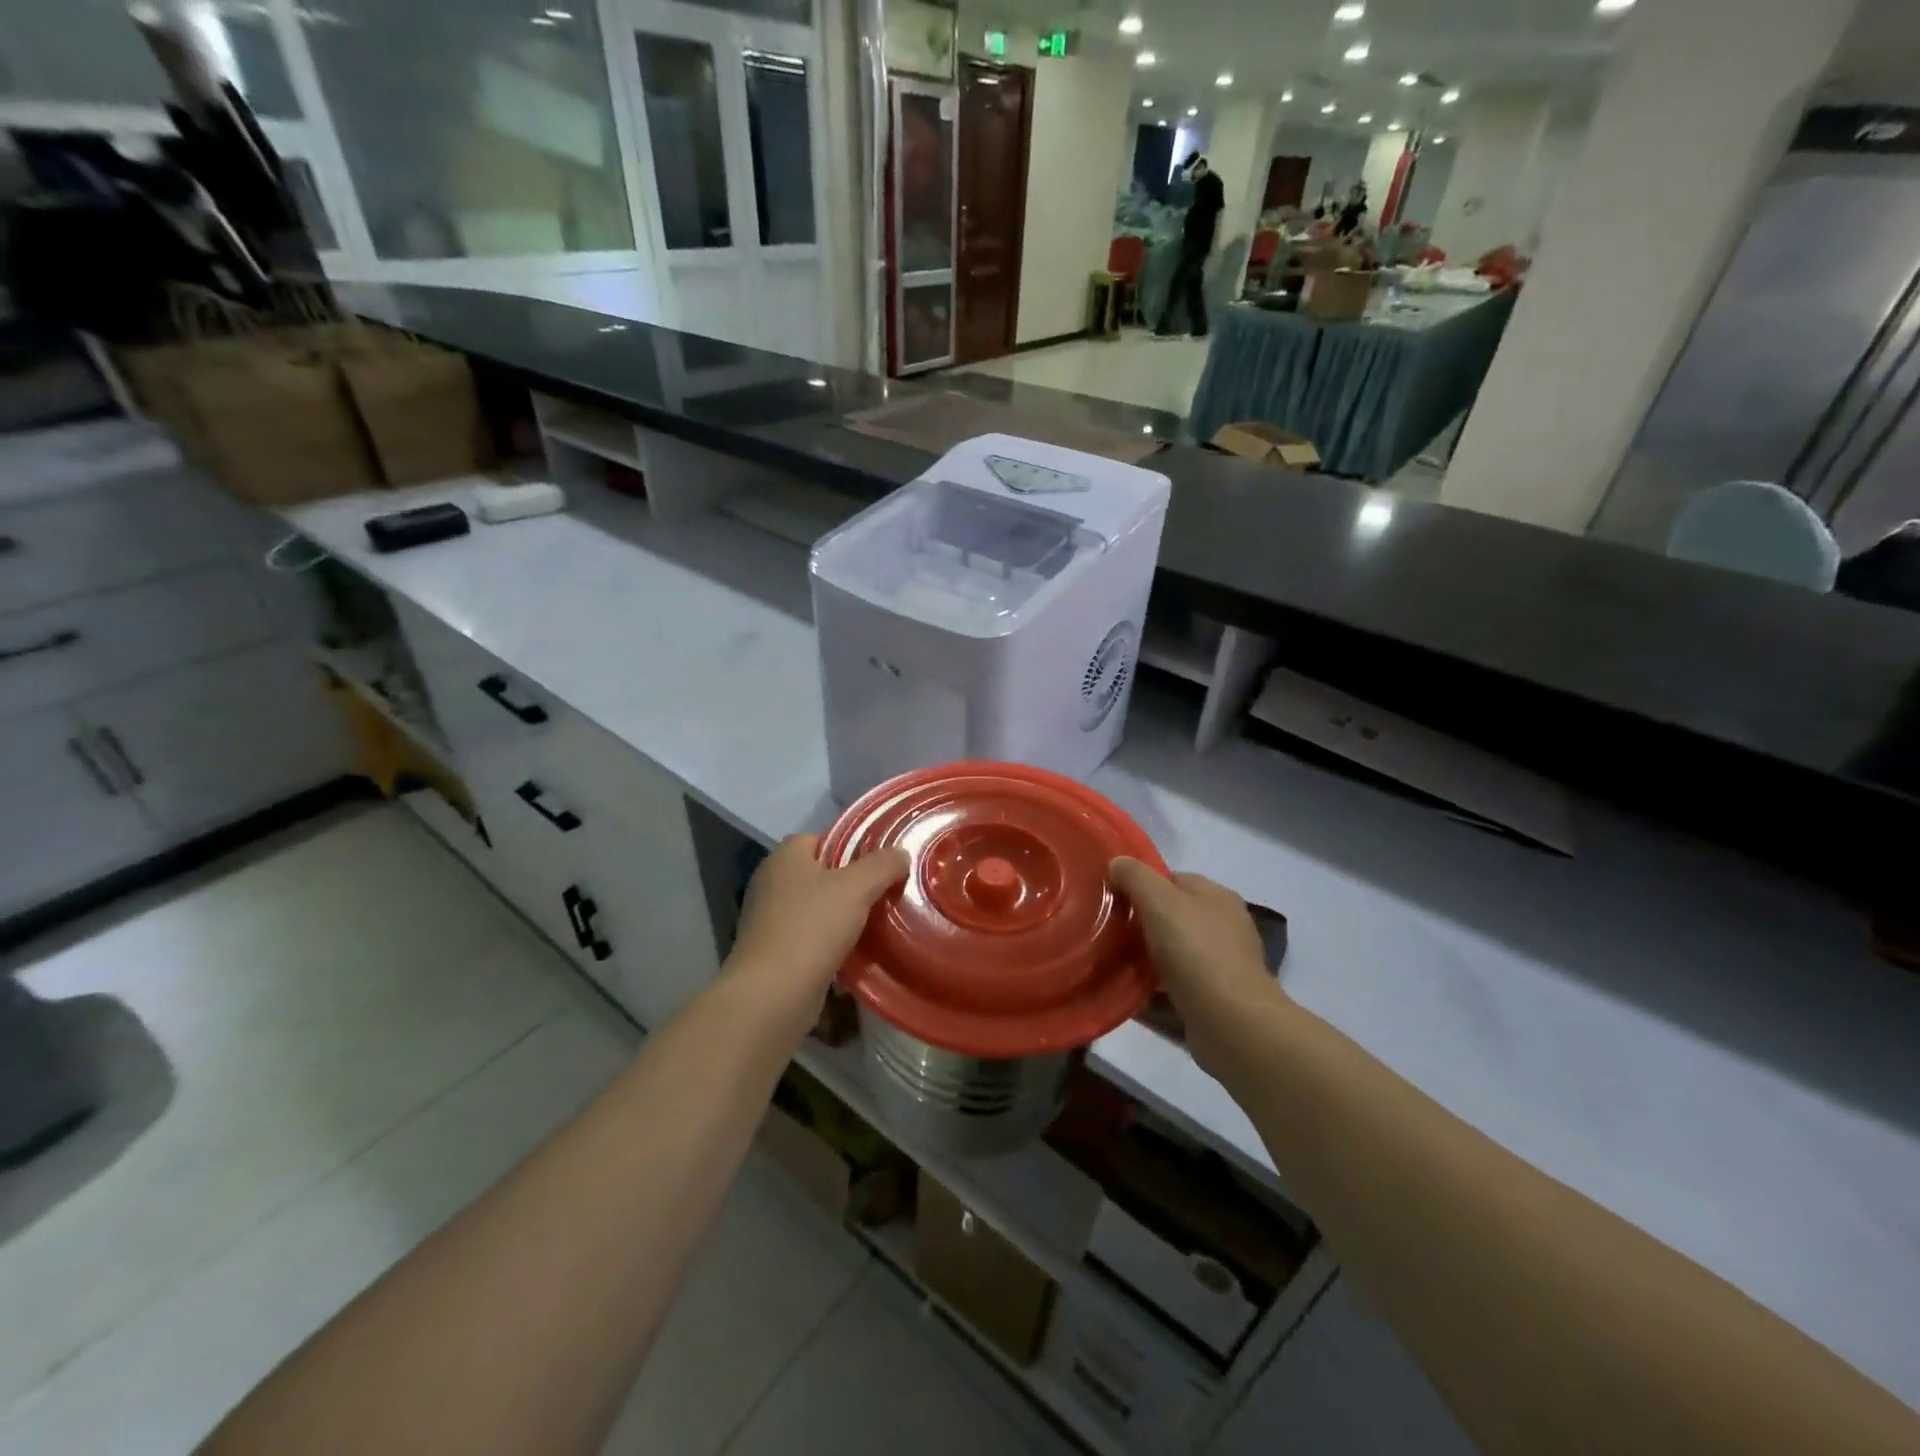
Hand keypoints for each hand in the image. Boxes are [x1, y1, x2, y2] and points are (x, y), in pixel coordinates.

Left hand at [727, 834, 909, 1029]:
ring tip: (877, 922)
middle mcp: (771, 882)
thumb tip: (900, 854)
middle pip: (821, 873)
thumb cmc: (813, 928)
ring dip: (842, 915)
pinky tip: (855, 951)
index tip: (881, 863)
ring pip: (816, 907)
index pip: (822, 838)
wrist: (773, 994)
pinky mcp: (773, 950)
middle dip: (852, 883)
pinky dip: (830, 941)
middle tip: (885, 892)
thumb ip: (883, 865)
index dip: (852, 846)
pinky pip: (809, 935)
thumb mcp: (857, 887)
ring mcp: (768, 918)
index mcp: (785, 857)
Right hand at [1110, 857, 1284, 1069]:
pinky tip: (1128, 994)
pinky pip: (1175, 986)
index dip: (1142, 885)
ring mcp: (1222, 965)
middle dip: (1142, 923)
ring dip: (1145, 957)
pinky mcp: (1215, 1000)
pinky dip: (1153, 989)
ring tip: (1111, 963)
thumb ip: (1135, 877)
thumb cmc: (1196, 951)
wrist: (1231, 1023)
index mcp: (1217, 896)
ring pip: (1173, 952)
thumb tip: (1117, 863)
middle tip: (1108, 930)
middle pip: (1173, 916)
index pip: (1174, 879)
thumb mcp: (1159, 901)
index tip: (1112, 898)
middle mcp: (1224, 926)